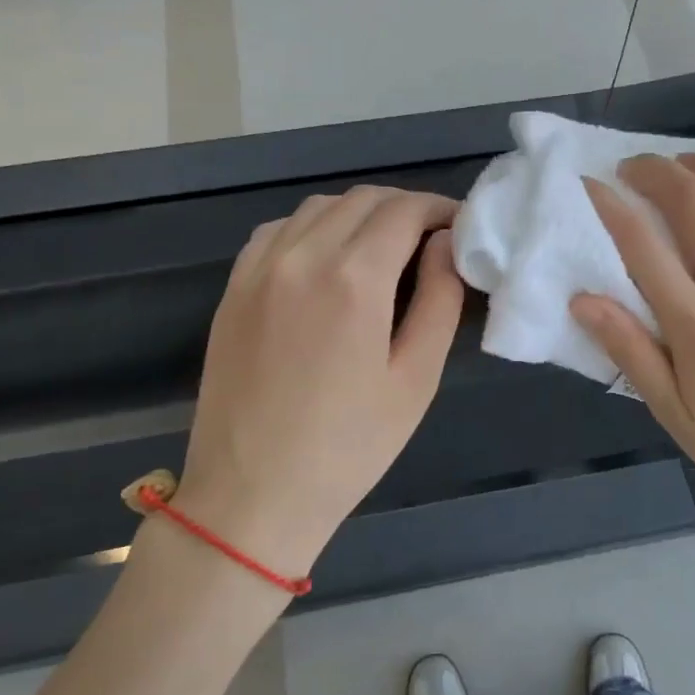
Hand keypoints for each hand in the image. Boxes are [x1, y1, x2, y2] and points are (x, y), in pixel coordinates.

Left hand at [169, 187, 464, 579]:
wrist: (251, 495)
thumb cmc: (347, 447)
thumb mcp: (415, 379)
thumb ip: (439, 300)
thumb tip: (446, 244)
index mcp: (352, 279)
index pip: (404, 210)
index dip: (440, 209)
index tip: (460, 227)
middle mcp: (301, 256)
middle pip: (363, 199)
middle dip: (405, 208)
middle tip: (432, 240)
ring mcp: (259, 269)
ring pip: (319, 207)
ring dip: (360, 213)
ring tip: (384, 248)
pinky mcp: (233, 288)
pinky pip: (278, 230)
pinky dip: (313, 227)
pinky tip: (327, 259)